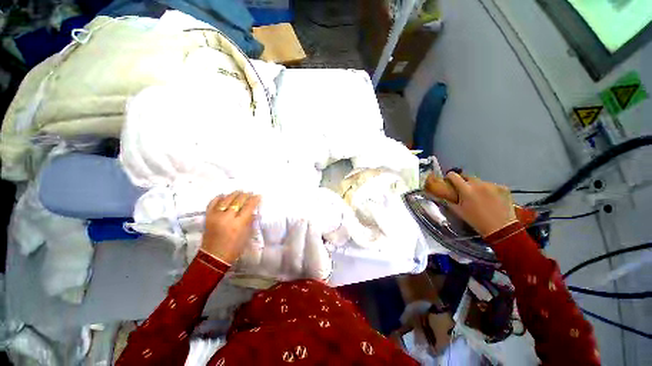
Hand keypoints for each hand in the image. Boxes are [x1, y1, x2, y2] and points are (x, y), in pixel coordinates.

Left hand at [200, 191, 260, 264]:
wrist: (214, 257)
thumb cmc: (235, 248)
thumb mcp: (247, 235)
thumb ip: (250, 221)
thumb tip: (254, 211)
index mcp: (239, 223)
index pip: (249, 206)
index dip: (254, 199)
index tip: (258, 195)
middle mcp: (227, 217)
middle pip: (238, 201)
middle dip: (245, 195)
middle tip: (250, 193)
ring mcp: (216, 216)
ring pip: (226, 199)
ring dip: (234, 194)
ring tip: (239, 192)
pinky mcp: (208, 217)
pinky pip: (212, 203)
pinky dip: (219, 198)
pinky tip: (224, 195)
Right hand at [445, 172, 516, 236]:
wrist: (501, 228)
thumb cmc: (476, 220)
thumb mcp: (458, 211)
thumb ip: (449, 201)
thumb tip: (444, 196)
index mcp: (465, 189)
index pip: (453, 175)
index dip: (449, 177)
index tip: (449, 181)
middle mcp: (478, 184)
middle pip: (467, 176)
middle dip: (463, 181)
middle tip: (464, 190)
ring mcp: (492, 185)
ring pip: (480, 181)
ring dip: (477, 186)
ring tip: (479, 196)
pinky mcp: (503, 188)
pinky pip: (492, 186)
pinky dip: (489, 190)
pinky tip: (491, 199)